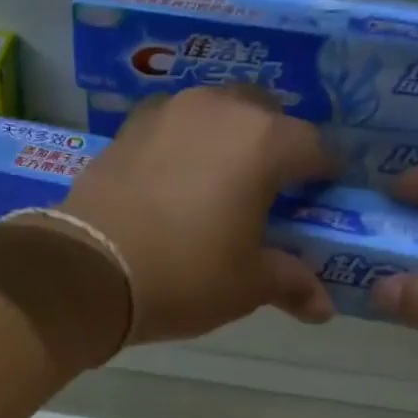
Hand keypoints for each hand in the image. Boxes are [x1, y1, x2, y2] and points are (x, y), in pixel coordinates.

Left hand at [55, 87, 336, 343]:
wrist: (91, 271)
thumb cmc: (185, 278)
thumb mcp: (246, 287)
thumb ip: (290, 283)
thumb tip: (325, 308)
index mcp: (262, 142)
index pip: (314, 147)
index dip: (326, 175)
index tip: (324, 198)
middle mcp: (219, 109)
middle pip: (266, 115)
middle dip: (278, 146)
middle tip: (273, 191)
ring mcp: (169, 112)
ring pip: (217, 112)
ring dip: (230, 139)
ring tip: (223, 183)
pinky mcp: (130, 128)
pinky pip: (175, 127)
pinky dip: (187, 146)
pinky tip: (178, 182)